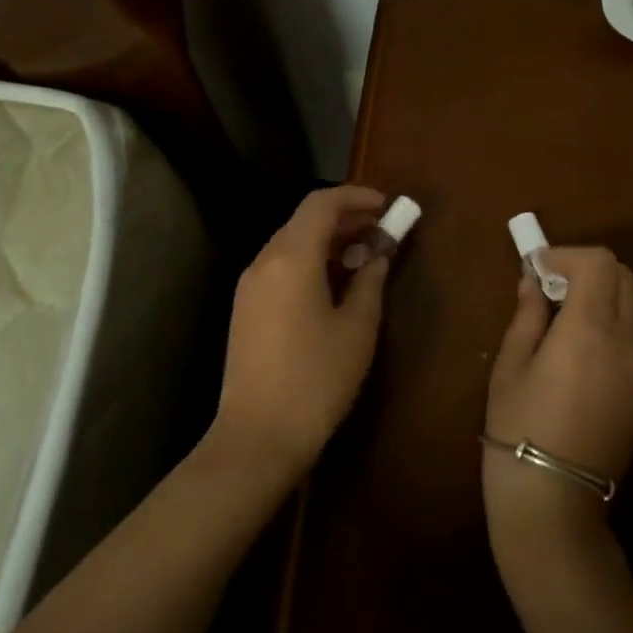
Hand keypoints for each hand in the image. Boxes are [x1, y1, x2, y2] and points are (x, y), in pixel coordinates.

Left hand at [212, 185, 389, 487]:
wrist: (258, 436)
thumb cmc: (317, 378)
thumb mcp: (357, 329)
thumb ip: (370, 281)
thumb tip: (378, 254)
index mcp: (291, 258)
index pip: (321, 204)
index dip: (356, 197)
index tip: (386, 206)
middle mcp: (264, 261)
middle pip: (304, 220)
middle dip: (344, 218)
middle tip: (381, 231)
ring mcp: (249, 285)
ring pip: (290, 242)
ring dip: (327, 240)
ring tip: (363, 256)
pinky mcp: (246, 308)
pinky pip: (280, 266)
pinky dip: (309, 260)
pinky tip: (333, 283)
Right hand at [484, 248, 632, 549]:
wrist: (554, 496)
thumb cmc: (518, 426)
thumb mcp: (510, 365)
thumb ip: (526, 315)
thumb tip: (533, 281)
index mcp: (589, 330)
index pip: (599, 264)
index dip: (567, 255)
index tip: (539, 268)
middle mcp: (627, 341)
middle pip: (624, 277)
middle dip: (588, 270)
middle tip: (553, 289)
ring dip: (610, 294)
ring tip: (575, 315)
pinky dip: (622, 322)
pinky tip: (591, 345)